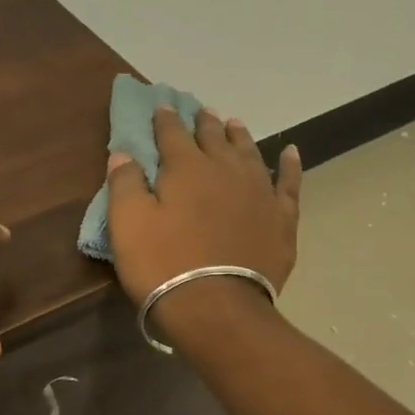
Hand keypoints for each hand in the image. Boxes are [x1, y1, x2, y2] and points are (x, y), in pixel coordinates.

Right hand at [105, 105, 301, 316]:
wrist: (216, 307)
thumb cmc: (163, 265)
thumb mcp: (127, 224)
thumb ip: (124, 183)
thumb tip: (123, 153)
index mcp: (186, 167)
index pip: (173, 133)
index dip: (165, 119)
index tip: (162, 106)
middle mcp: (225, 169)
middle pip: (213, 137)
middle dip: (203, 122)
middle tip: (200, 110)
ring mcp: (258, 192)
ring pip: (249, 152)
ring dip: (239, 136)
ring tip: (233, 123)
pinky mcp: (282, 218)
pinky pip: (289, 183)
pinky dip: (290, 165)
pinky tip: (291, 152)